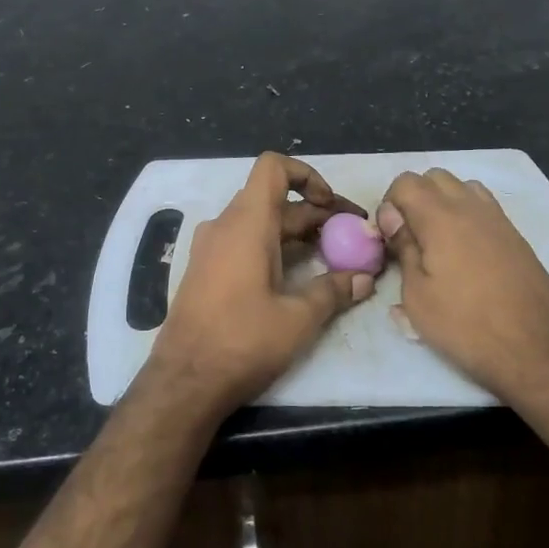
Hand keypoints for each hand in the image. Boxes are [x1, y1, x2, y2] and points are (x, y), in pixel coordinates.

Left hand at [144, 153, 374, 419]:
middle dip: (315, 214)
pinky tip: (296, 278)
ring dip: (296, 233)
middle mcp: (225, 225)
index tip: (331, 207)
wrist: (184, 380)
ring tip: (331, 258)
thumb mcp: (298, 318)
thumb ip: (333, 291)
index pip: (273, 167)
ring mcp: (210, 247)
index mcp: (247, 222)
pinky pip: (243, 242)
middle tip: (351, 239)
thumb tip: (364, 279)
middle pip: (274, 199)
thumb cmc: (242, 341)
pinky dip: (273, 247)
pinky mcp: (205, 269)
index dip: (307, 175)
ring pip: (260, 222)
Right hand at [378, 168, 548, 400]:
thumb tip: (391, 217)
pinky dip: (467, 216)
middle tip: (410, 238)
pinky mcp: (516, 236)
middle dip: (415, 198)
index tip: (389, 238)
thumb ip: (403, 248)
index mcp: (440, 216)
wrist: (539, 350)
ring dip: (443, 204)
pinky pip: (484, 207)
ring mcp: (498, 219)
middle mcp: (471, 206)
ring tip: (437, 243)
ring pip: (462, 188)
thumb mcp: (417, 295)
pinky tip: (465, 254)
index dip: (389, 204)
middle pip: (435, 177)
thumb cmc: (467, 325)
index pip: (405, 182)